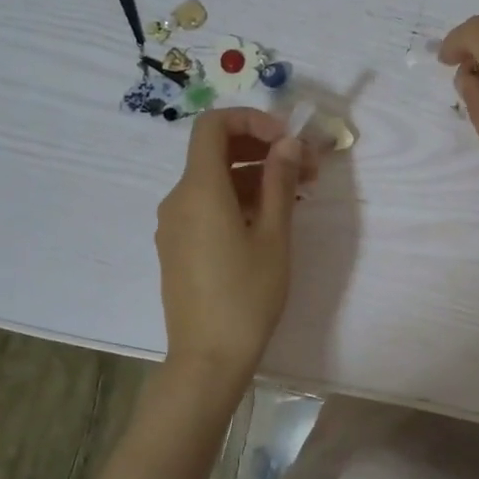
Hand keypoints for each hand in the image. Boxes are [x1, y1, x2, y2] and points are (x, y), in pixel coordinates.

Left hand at [155, 108, 313, 377]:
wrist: (208, 357)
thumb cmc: (247, 296)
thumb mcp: (274, 236)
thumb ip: (279, 182)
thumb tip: (288, 144)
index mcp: (199, 189)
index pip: (213, 125)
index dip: (251, 120)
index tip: (287, 140)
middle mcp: (178, 198)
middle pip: (214, 151)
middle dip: (261, 149)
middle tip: (305, 168)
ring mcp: (174, 224)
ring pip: (213, 181)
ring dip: (253, 176)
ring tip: (296, 196)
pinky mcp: (177, 246)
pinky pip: (206, 206)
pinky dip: (237, 199)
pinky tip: (268, 221)